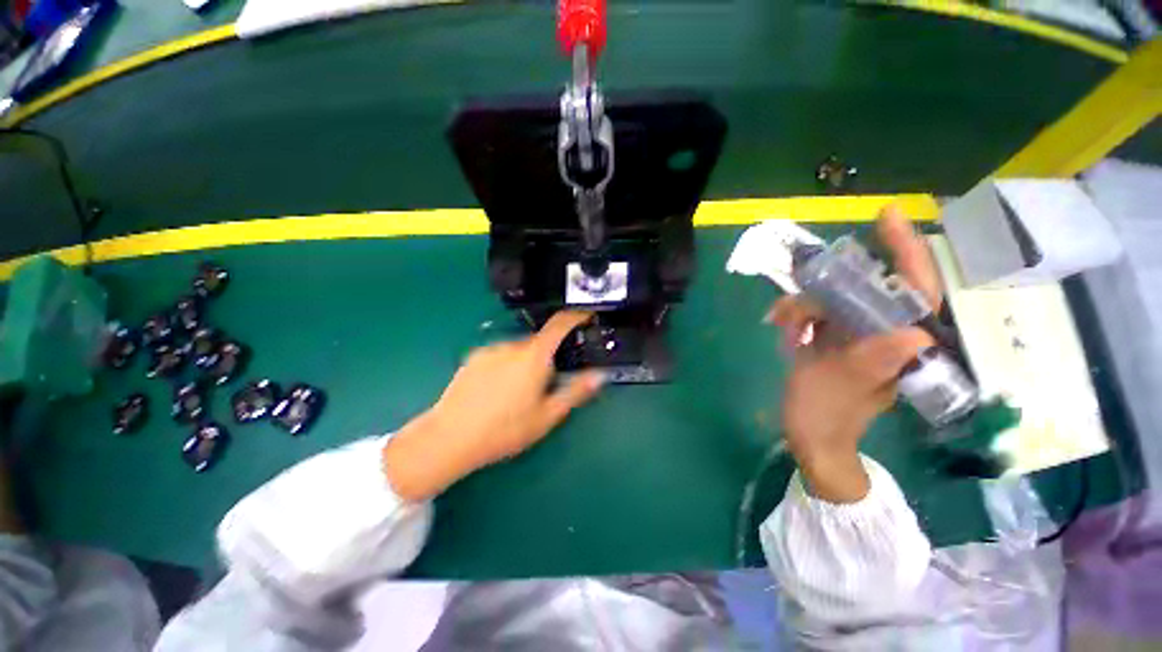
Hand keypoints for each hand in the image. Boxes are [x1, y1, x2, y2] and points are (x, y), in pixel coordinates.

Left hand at [383, 311, 604, 501]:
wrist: (450, 438)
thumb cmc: (505, 429)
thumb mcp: (547, 416)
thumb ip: (576, 392)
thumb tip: (599, 375)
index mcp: (534, 356)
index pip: (560, 324)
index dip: (577, 316)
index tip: (587, 317)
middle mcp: (512, 345)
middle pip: (539, 342)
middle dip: (548, 356)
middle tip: (545, 385)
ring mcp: (490, 350)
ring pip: (519, 350)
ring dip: (526, 362)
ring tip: (517, 394)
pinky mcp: (473, 358)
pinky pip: (499, 355)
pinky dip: (507, 365)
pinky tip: (496, 391)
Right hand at [769, 205, 938, 502]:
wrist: (810, 436)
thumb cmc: (826, 414)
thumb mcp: (842, 386)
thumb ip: (874, 362)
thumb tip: (917, 335)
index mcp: (900, 344)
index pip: (916, 288)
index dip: (905, 250)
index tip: (885, 217)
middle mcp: (886, 333)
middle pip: (864, 288)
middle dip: (827, 289)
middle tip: (801, 290)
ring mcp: (859, 334)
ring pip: (834, 299)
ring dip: (803, 309)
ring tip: (783, 328)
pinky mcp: (837, 339)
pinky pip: (817, 313)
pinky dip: (797, 317)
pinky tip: (784, 333)